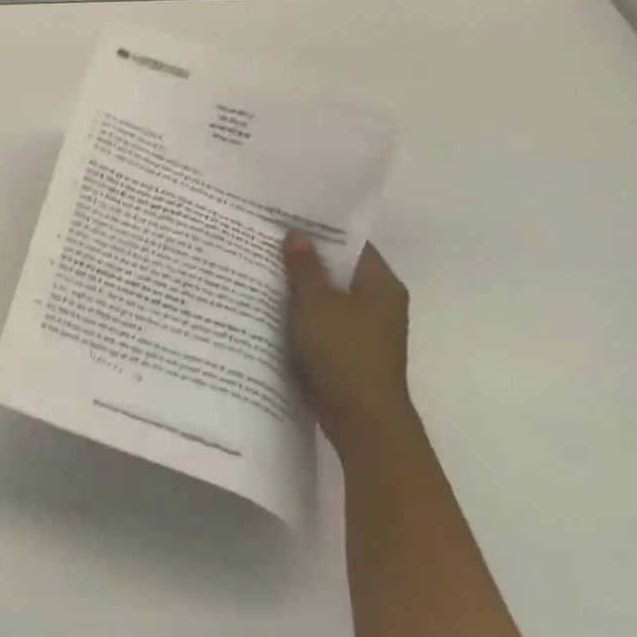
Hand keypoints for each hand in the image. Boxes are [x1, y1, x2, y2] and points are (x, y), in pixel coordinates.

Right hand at [282, 233, 416, 460]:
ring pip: (323, 297)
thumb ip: (304, 268)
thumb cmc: (344, 353)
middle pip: (336, 270)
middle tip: (261, 239)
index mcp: (381, 285)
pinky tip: (263, 305)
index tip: (285, 217)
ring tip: (255, 267)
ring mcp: (360, 329)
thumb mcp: (317, 303)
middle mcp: (376, 303)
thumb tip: (296, 234)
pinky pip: (316, 321)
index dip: (321, 230)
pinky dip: (295, 313)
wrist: (360, 419)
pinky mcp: (342, 350)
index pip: (352, 245)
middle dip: (302, 258)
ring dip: (296, 287)